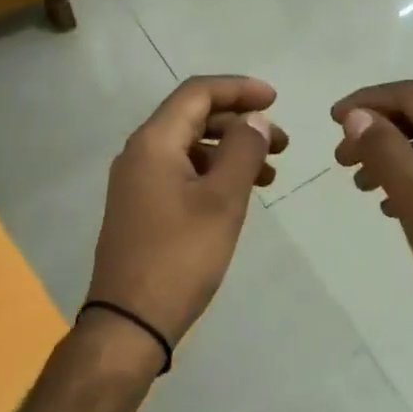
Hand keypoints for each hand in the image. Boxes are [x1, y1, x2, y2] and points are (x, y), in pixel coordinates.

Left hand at [85, 76, 286, 365]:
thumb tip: (256, 119)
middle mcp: (140, 153)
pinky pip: (183, 171)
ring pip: (191, 146)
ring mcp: (138, 181)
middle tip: (282, 142)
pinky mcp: (142, 206)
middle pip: (194, 117)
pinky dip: (215, 172)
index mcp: (154, 142)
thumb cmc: (180, 257)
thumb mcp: (222, 200)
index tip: (276, 99)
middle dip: (240, 122)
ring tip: (271, 171)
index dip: (239, 89)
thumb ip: (243, 151)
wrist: (130, 322)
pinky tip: (241, 192)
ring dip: (231, 150)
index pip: (197, 93)